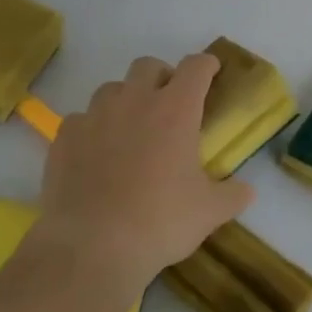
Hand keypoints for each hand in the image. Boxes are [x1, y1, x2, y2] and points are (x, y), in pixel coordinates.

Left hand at [35, 53, 253, 287]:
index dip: (206, 64)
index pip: (195, 67)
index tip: (211, 70)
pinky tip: (95, 154)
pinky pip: (81, 119)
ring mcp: (95, 116)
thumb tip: (246, 191)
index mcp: (175, 110)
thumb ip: (232, 195)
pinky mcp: (65, 136)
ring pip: (112, 89)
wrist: (92, 246)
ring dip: (125, 100)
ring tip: (130, 129)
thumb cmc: (160, 222)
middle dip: (162, 76)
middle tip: (169, 103)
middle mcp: (134, 101)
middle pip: (148, 66)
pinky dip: (92, 129)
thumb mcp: (209, 212)